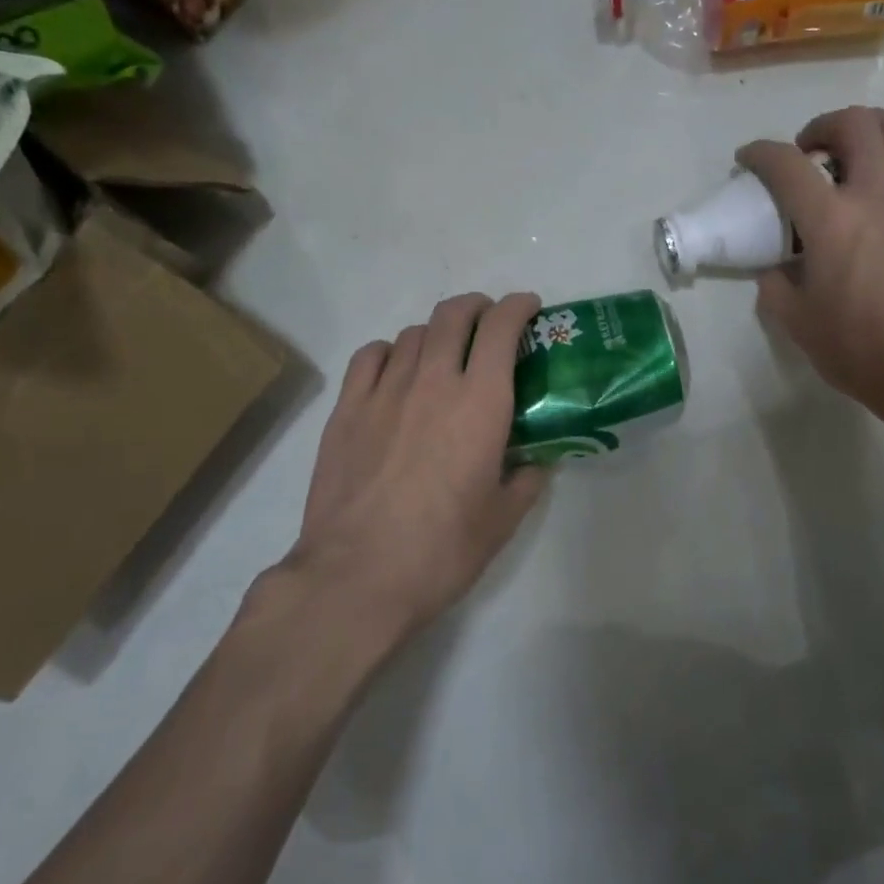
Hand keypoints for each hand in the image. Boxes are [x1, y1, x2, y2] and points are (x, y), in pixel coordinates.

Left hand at [283, 292, 549, 637]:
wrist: (357, 576)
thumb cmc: (442, 550)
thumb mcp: (503, 520)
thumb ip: (527, 480)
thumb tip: (536, 462)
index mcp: (480, 403)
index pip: (500, 328)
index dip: (518, 307)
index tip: (528, 308)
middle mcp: (433, 381)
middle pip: (453, 315)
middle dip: (477, 307)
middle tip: (488, 324)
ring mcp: (383, 391)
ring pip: (412, 334)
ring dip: (436, 334)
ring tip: (443, 356)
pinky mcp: (346, 409)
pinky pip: (370, 356)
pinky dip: (390, 352)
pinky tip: (395, 372)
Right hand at [739, 107, 883, 441]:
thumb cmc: (860, 350)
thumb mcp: (796, 323)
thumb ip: (775, 286)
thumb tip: (775, 266)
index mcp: (831, 222)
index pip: (785, 165)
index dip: (760, 153)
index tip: (749, 159)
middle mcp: (878, 195)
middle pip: (854, 126)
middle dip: (823, 126)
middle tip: (811, 150)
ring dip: (875, 125)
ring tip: (861, 144)